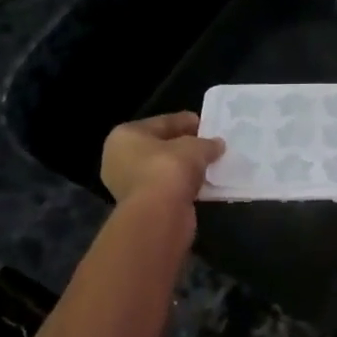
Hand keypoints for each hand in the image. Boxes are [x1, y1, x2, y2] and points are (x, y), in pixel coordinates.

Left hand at [101, 113, 224, 212]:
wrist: (158, 214)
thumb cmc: (169, 168)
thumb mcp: (195, 148)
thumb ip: (206, 143)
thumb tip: (217, 144)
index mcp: (124, 135)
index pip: (160, 122)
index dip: (184, 121)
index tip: (204, 124)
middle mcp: (119, 158)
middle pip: (159, 146)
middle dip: (183, 146)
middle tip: (207, 144)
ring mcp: (127, 184)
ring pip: (162, 169)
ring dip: (183, 168)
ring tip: (208, 164)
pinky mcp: (140, 205)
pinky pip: (166, 188)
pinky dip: (182, 185)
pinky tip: (202, 184)